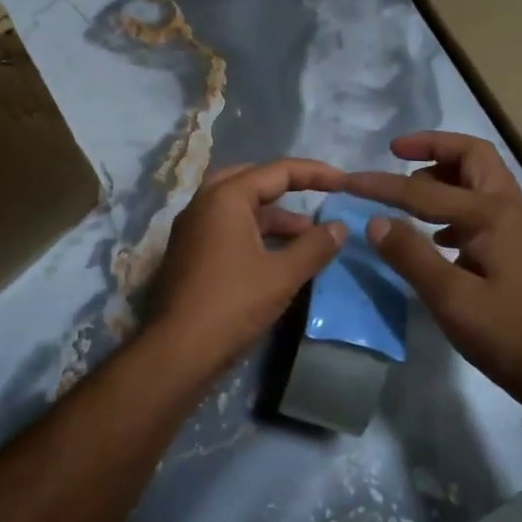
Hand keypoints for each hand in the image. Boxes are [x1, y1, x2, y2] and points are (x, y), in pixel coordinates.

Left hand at [146, 158, 347, 381]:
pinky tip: (277, 255)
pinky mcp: (189, 253)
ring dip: (272, 215)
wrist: (178, 350)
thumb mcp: (282, 275)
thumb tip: (340, 227)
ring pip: (237, 207)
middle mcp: (203, 204)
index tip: (343, 182)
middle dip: (285, 186)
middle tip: (315, 196)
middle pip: (250, 180)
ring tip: (306, 235)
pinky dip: (254, 232)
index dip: (314, 173)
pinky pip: (226, 228)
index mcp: (225, 198)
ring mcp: (192, 229)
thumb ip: (314, 246)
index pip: (276, 171)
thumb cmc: (232, 304)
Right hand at [346, 132, 521, 415]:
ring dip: (444, 172)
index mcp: (491, 215)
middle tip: (396, 153)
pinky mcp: (513, 244)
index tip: (347, 180)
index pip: (424, 190)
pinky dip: (453, 201)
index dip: (382, 185)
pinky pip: (480, 203)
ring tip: (408, 190)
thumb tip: (374, 221)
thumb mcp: (450, 299)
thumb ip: (411, 255)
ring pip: (479, 177)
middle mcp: (507, 208)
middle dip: (433, 146)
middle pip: (472, 155)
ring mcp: (514, 225)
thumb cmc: (504, 333)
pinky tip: (433, 232)